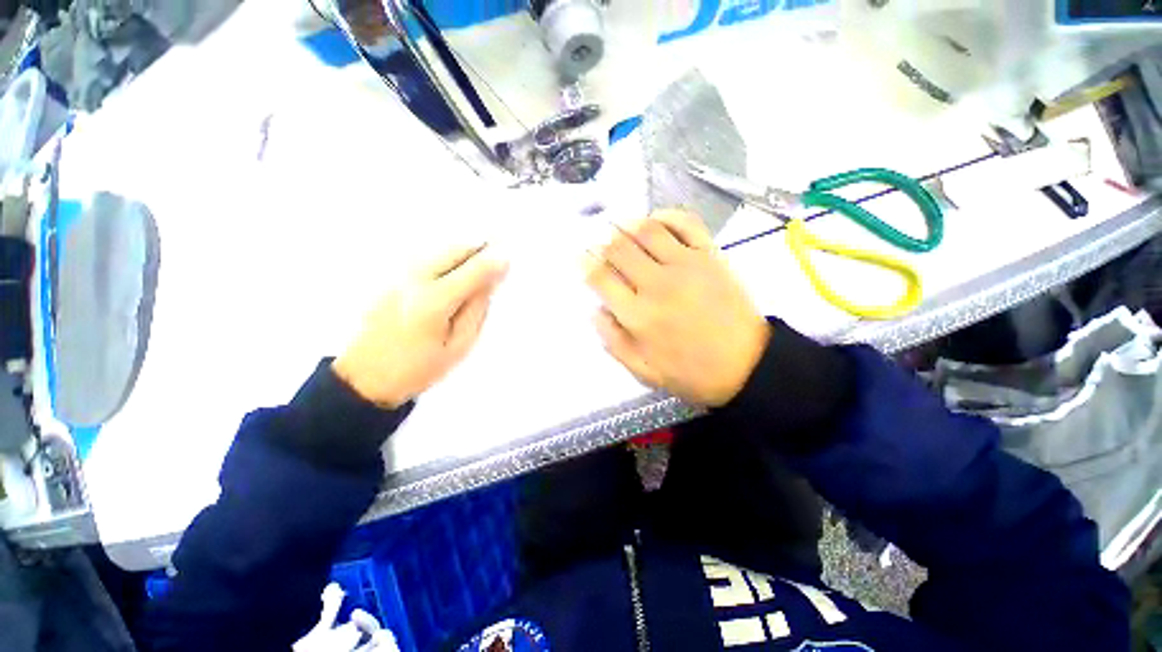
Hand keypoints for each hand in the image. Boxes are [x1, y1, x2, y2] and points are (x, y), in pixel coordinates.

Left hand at [333, 245, 508, 407]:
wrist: (364, 377)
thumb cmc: (418, 368)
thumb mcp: (459, 346)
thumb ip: (476, 310)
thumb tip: (489, 282)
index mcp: (433, 303)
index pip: (472, 271)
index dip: (493, 261)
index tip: (509, 256)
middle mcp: (413, 280)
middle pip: (453, 249)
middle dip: (479, 247)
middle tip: (497, 253)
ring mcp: (397, 275)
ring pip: (438, 249)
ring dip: (462, 251)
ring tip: (478, 262)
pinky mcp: (389, 277)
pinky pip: (425, 256)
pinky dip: (446, 257)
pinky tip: (453, 270)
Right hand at [584, 210, 769, 406]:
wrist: (746, 366)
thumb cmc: (691, 373)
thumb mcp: (643, 371)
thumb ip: (613, 341)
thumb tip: (595, 310)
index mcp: (637, 315)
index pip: (600, 277)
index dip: (585, 263)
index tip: (581, 258)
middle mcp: (656, 284)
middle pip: (618, 248)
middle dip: (602, 242)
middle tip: (601, 244)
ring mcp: (685, 265)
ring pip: (646, 230)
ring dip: (627, 224)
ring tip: (621, 228)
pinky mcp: (710, 255)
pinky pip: (685, 222)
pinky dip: (665, 215)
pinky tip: (655, 221)